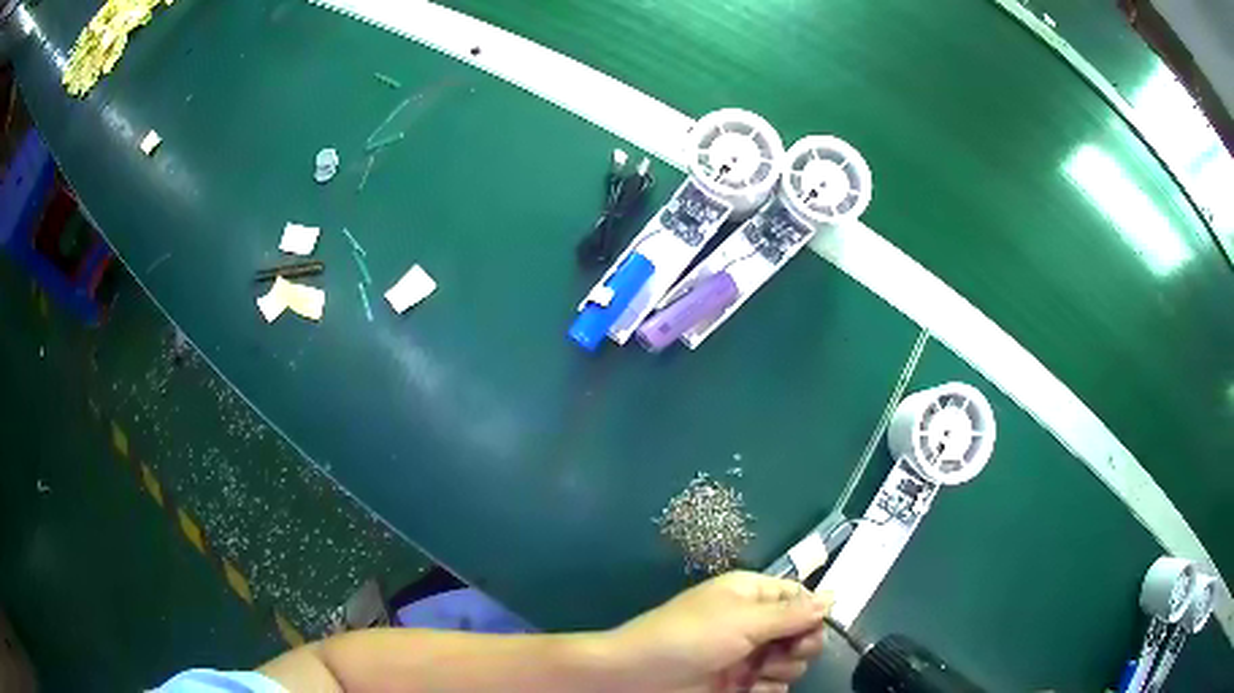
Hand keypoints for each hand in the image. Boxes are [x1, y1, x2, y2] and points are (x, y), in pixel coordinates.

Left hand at [605, 571, 832, 692]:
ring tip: (755, 675)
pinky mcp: (740, 684)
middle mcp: (754, 623)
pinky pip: (774, 686)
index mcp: (752, 595)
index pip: (800, 598)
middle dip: (800, 646)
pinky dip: (767, 689)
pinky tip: (749, 690)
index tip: (809, 630)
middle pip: (802, 632)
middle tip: (780, 655)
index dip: (811, 614)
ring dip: (782, 670)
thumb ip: (792, 613)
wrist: (639, 678)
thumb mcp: (743, 621)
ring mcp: (747, 656)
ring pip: (792, 662)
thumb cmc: (690, 638)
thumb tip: (834, 596)